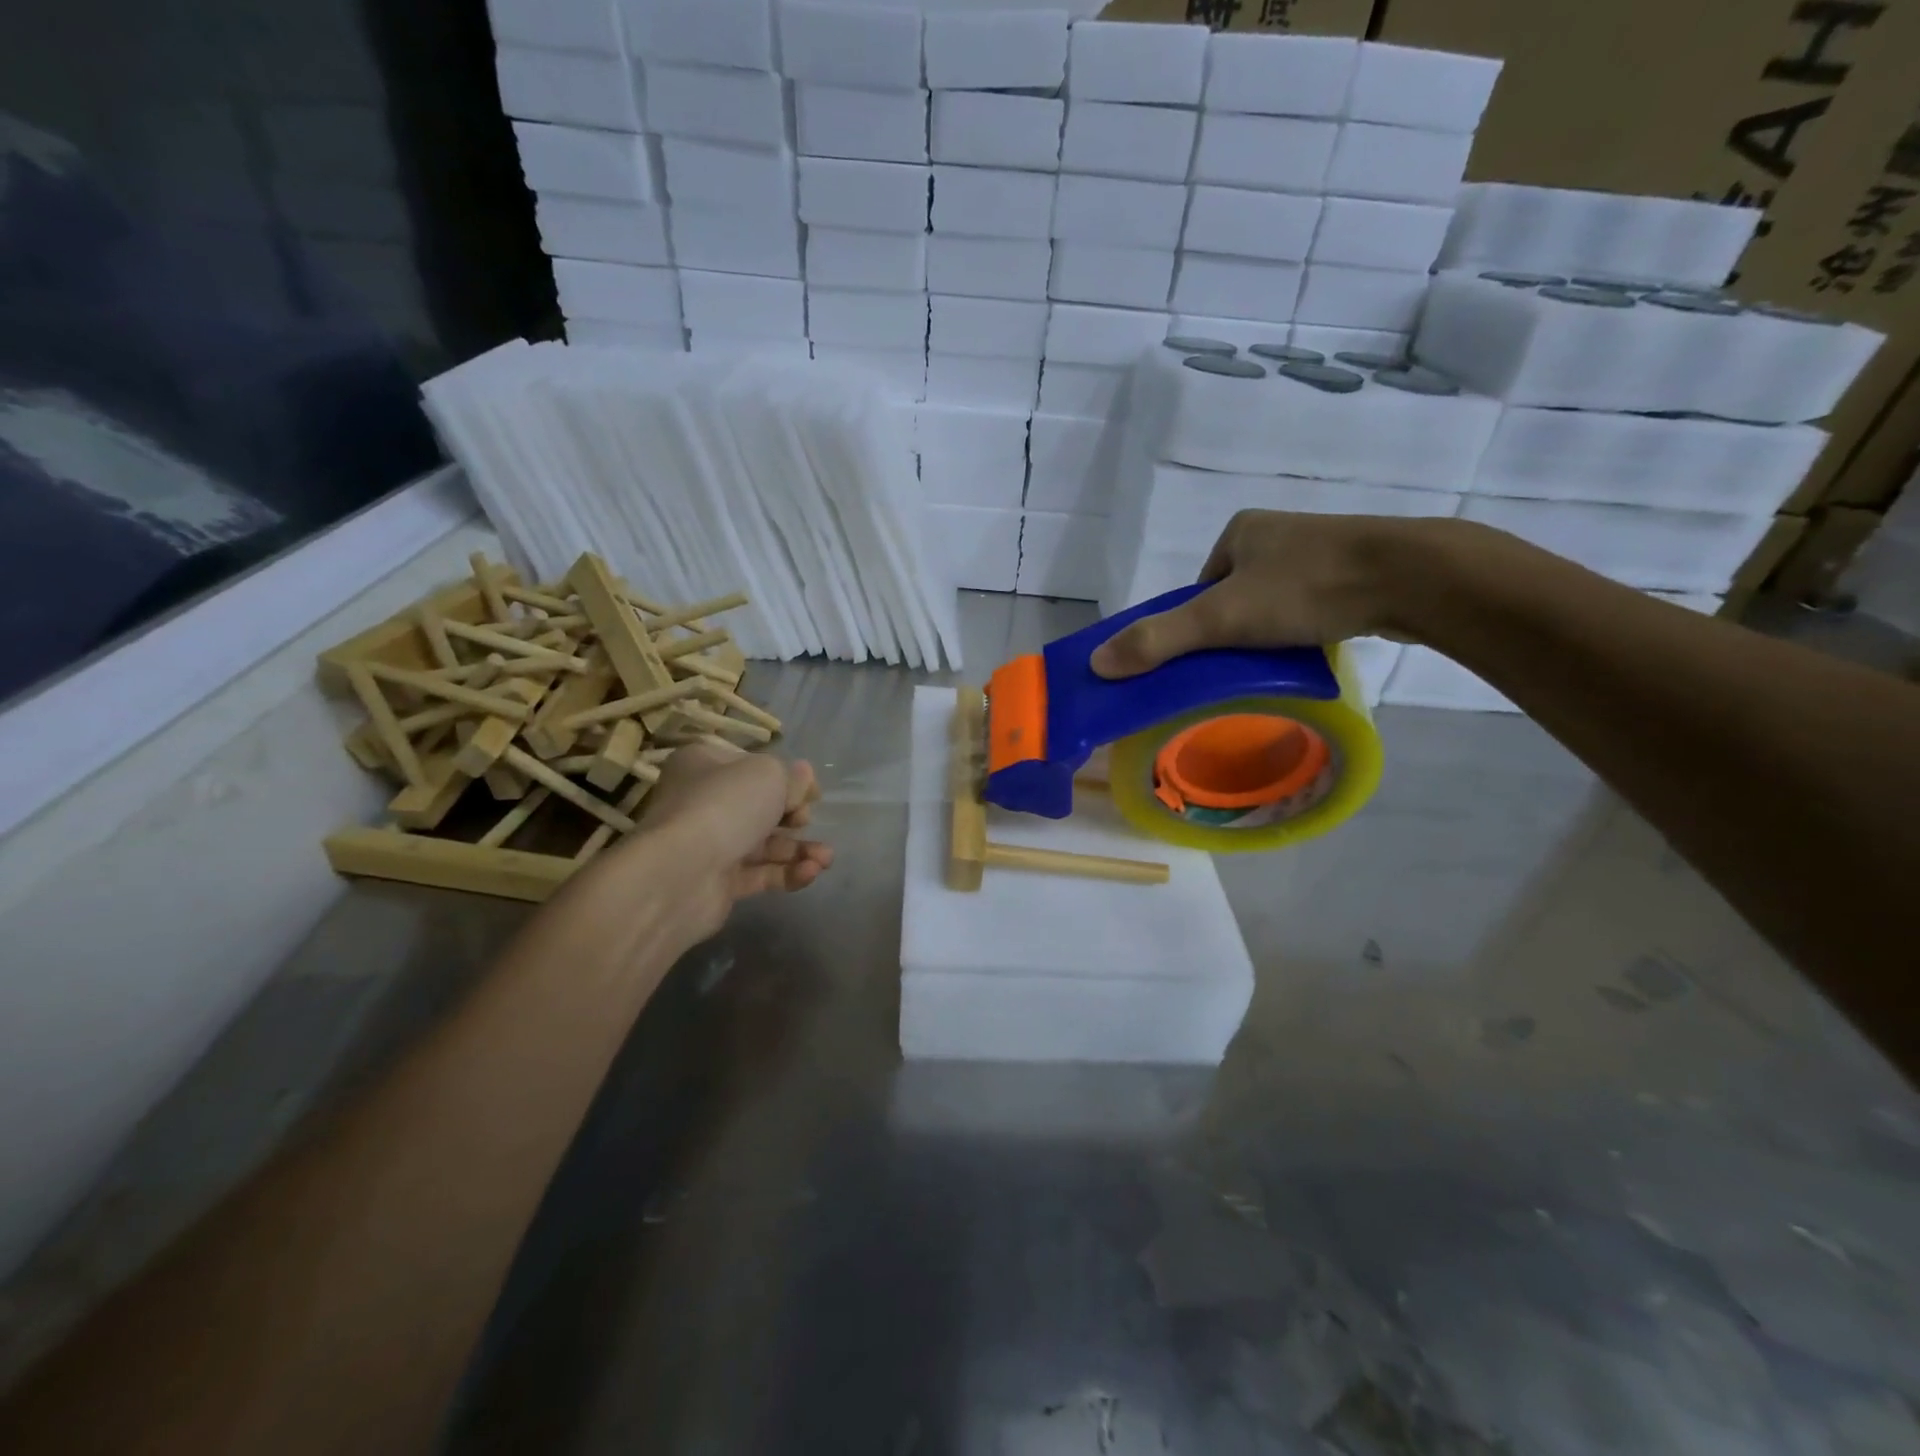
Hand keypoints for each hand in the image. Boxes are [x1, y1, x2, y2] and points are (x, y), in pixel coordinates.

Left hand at [599, 739, 831, 943]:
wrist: (680, 873)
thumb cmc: (725, 805)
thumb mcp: (769, 774)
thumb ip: (793, 777)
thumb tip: (803, 778)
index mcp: (704, 765)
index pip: (751, 766)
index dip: (785, 778)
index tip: (812, 793)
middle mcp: (703, 802)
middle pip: (759, 806)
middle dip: (794, 816)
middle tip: (806, 820)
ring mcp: (709, 844)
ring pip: (764, 844)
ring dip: (799, 849)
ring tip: (826, 858)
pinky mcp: (717, 883)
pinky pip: (759, 874)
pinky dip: (787, 873)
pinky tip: (811, 872)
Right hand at [1091, 512, 1430, 678]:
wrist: (1411, 577)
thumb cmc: (1307, 588)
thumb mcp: (1221, 618)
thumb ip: (1159, 640)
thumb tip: (1096, 664)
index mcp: (1240, 531)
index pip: (1198, 588)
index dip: (1192, 625)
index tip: (1203, 657)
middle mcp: (1276, 534)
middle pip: (1232, 597)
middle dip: (1231, 631)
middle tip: (1238, 666)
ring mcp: (1319, 550)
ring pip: (1272, 603)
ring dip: (1266, 633)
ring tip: (1274, 663)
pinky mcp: (1354, 571)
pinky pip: (1308, 606)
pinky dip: (1301, 630)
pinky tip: (1309, 649)